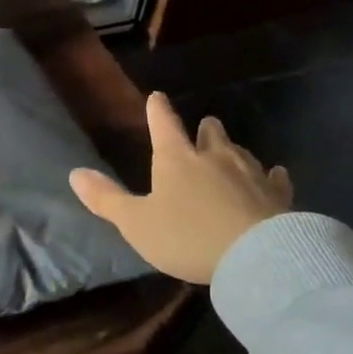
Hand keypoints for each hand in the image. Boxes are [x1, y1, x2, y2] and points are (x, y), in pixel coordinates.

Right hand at [70, 92, 292, 284]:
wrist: (255, 256)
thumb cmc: (186, 236)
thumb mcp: (136, 223)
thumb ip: (106, 199)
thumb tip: (74, 174)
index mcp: (176, 159)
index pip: (163, 125)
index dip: (158, 110)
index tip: (157, 97)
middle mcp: (215, 157)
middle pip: (210, 134)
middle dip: (205, 130)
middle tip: (205, 127)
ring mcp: (251, 173)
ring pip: (241, 152)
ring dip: (233, 150)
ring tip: (230, 151)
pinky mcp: (278, 196)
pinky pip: (274, 179)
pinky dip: (271, 176)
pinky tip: (275, 175)